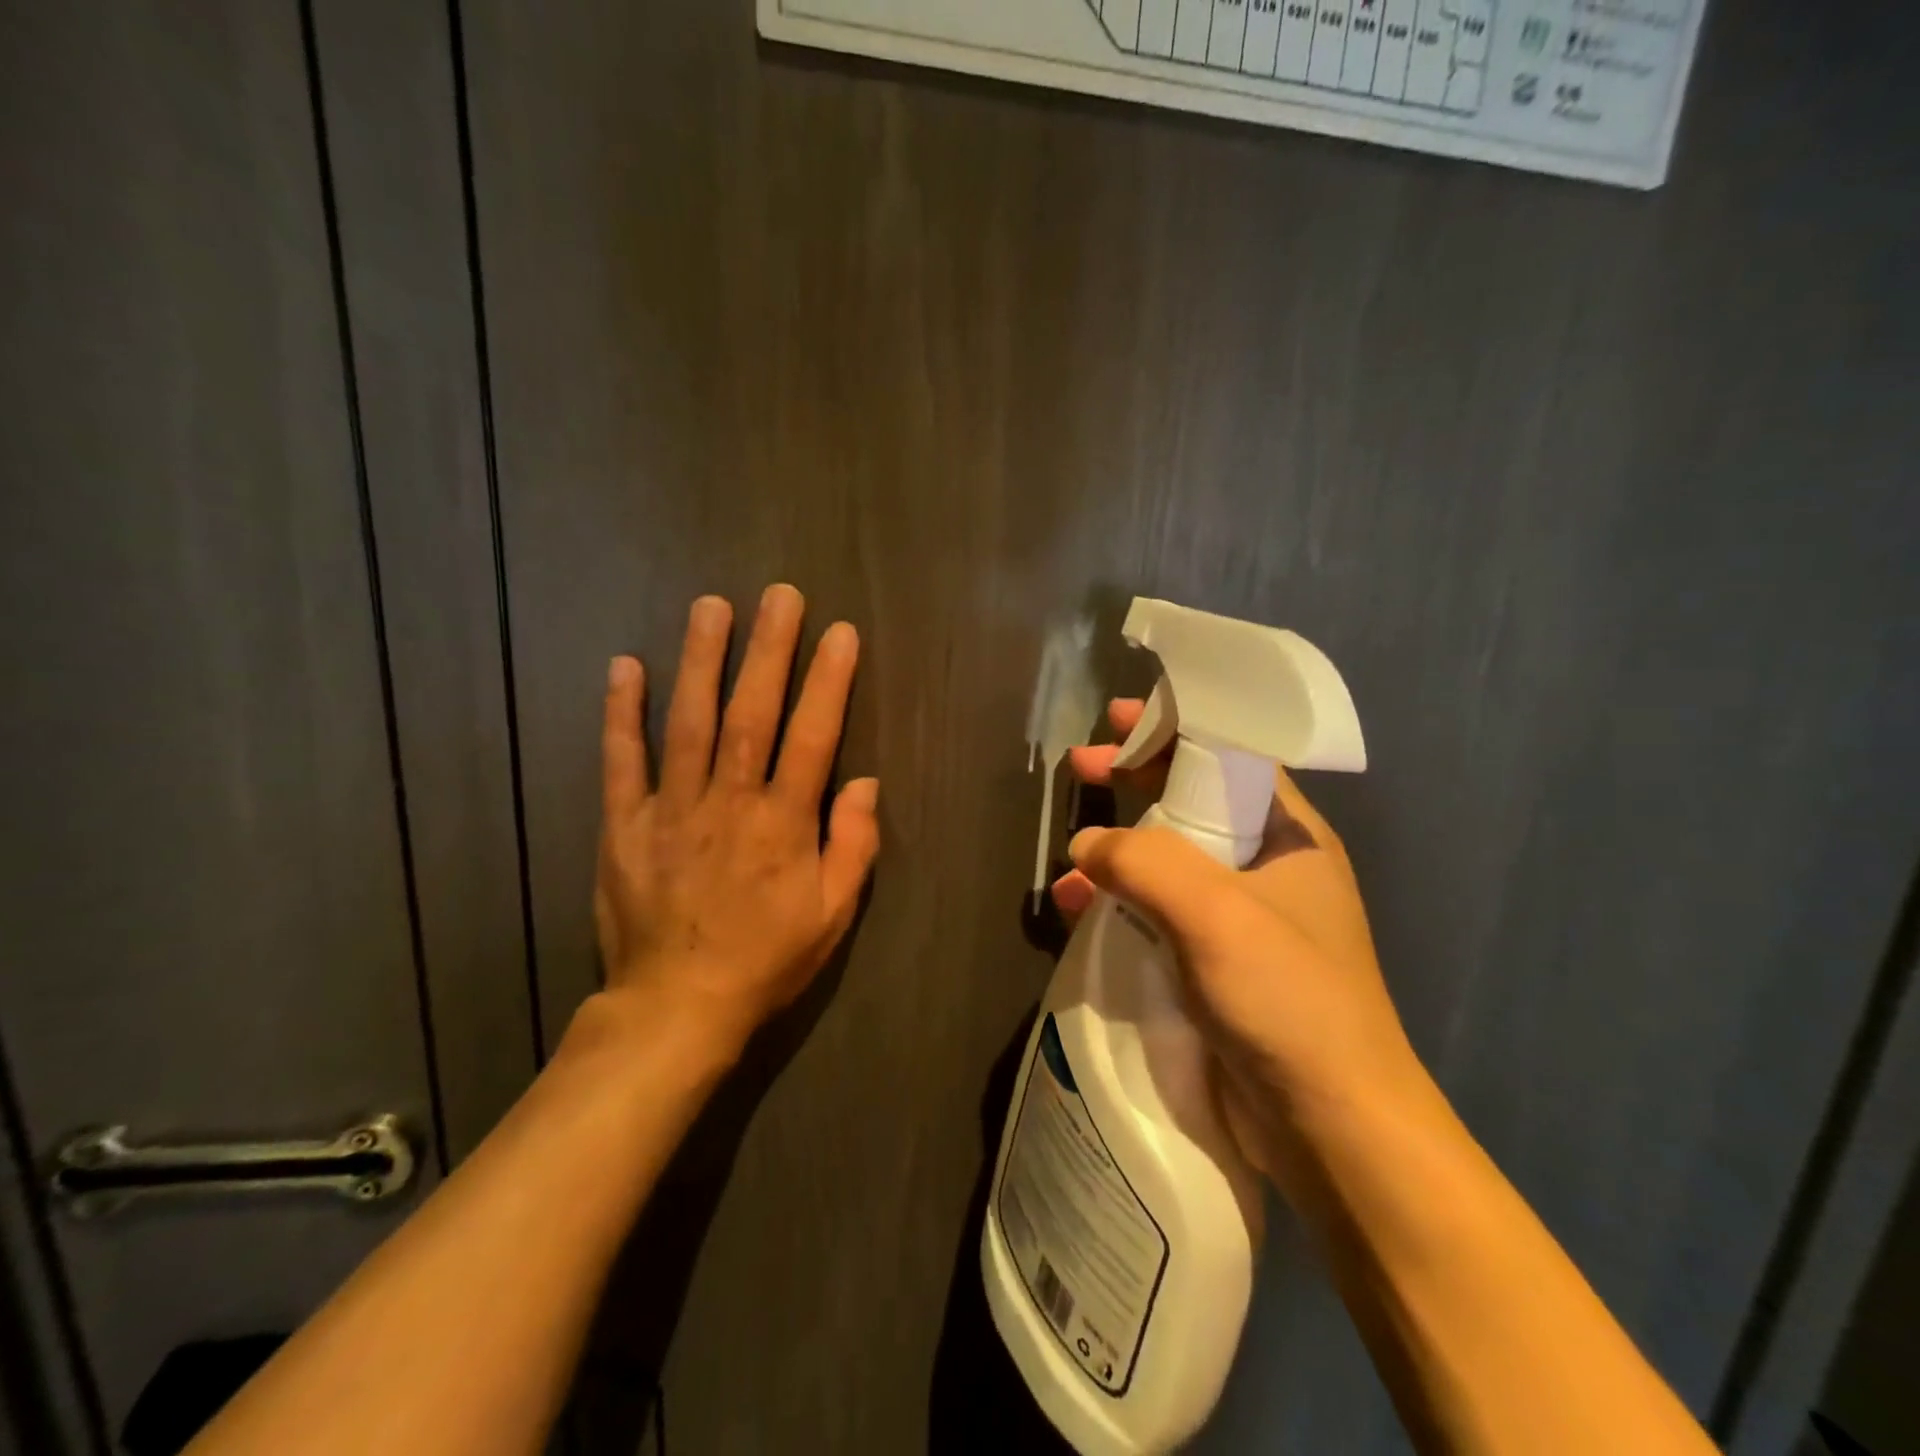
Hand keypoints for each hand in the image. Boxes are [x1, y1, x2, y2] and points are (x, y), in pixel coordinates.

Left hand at [593, 585, 880, 1061]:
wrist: (677, 1006)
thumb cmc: (766, 959)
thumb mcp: (833, 915)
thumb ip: (854, 846)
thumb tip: (865, 783)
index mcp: (783, 824)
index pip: (813, 737)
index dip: (828, 681)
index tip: (840, 633)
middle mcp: (729, 802)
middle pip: (751, 713)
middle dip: (769, 650)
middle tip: (780, 595)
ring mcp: (671, 809)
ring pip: (688, 722)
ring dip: (701, 660)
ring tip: (711, 606)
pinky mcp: (624, 825)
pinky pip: (621, 761)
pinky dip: (621, 713)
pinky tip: (625, 666)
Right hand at [1051, 699, 1423, 1173]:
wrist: (1333, 1128)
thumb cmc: (1288, 998)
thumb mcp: (1214, 912)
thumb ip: (1143, 861)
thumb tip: (1086, 845)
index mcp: (1287, 836)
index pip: (1229, 757)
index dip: (1175, 729)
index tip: (1119, 719)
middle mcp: (1266, 869)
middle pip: (1191, 803)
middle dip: (1134, 781)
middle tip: (1078, 767)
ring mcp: (1240, 920)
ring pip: (1168, 861)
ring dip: (1119, 849)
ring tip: (1070, 853)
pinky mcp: (1214, 966)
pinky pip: (1157, 915)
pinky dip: (1118, 905)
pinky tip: (1078, 910)